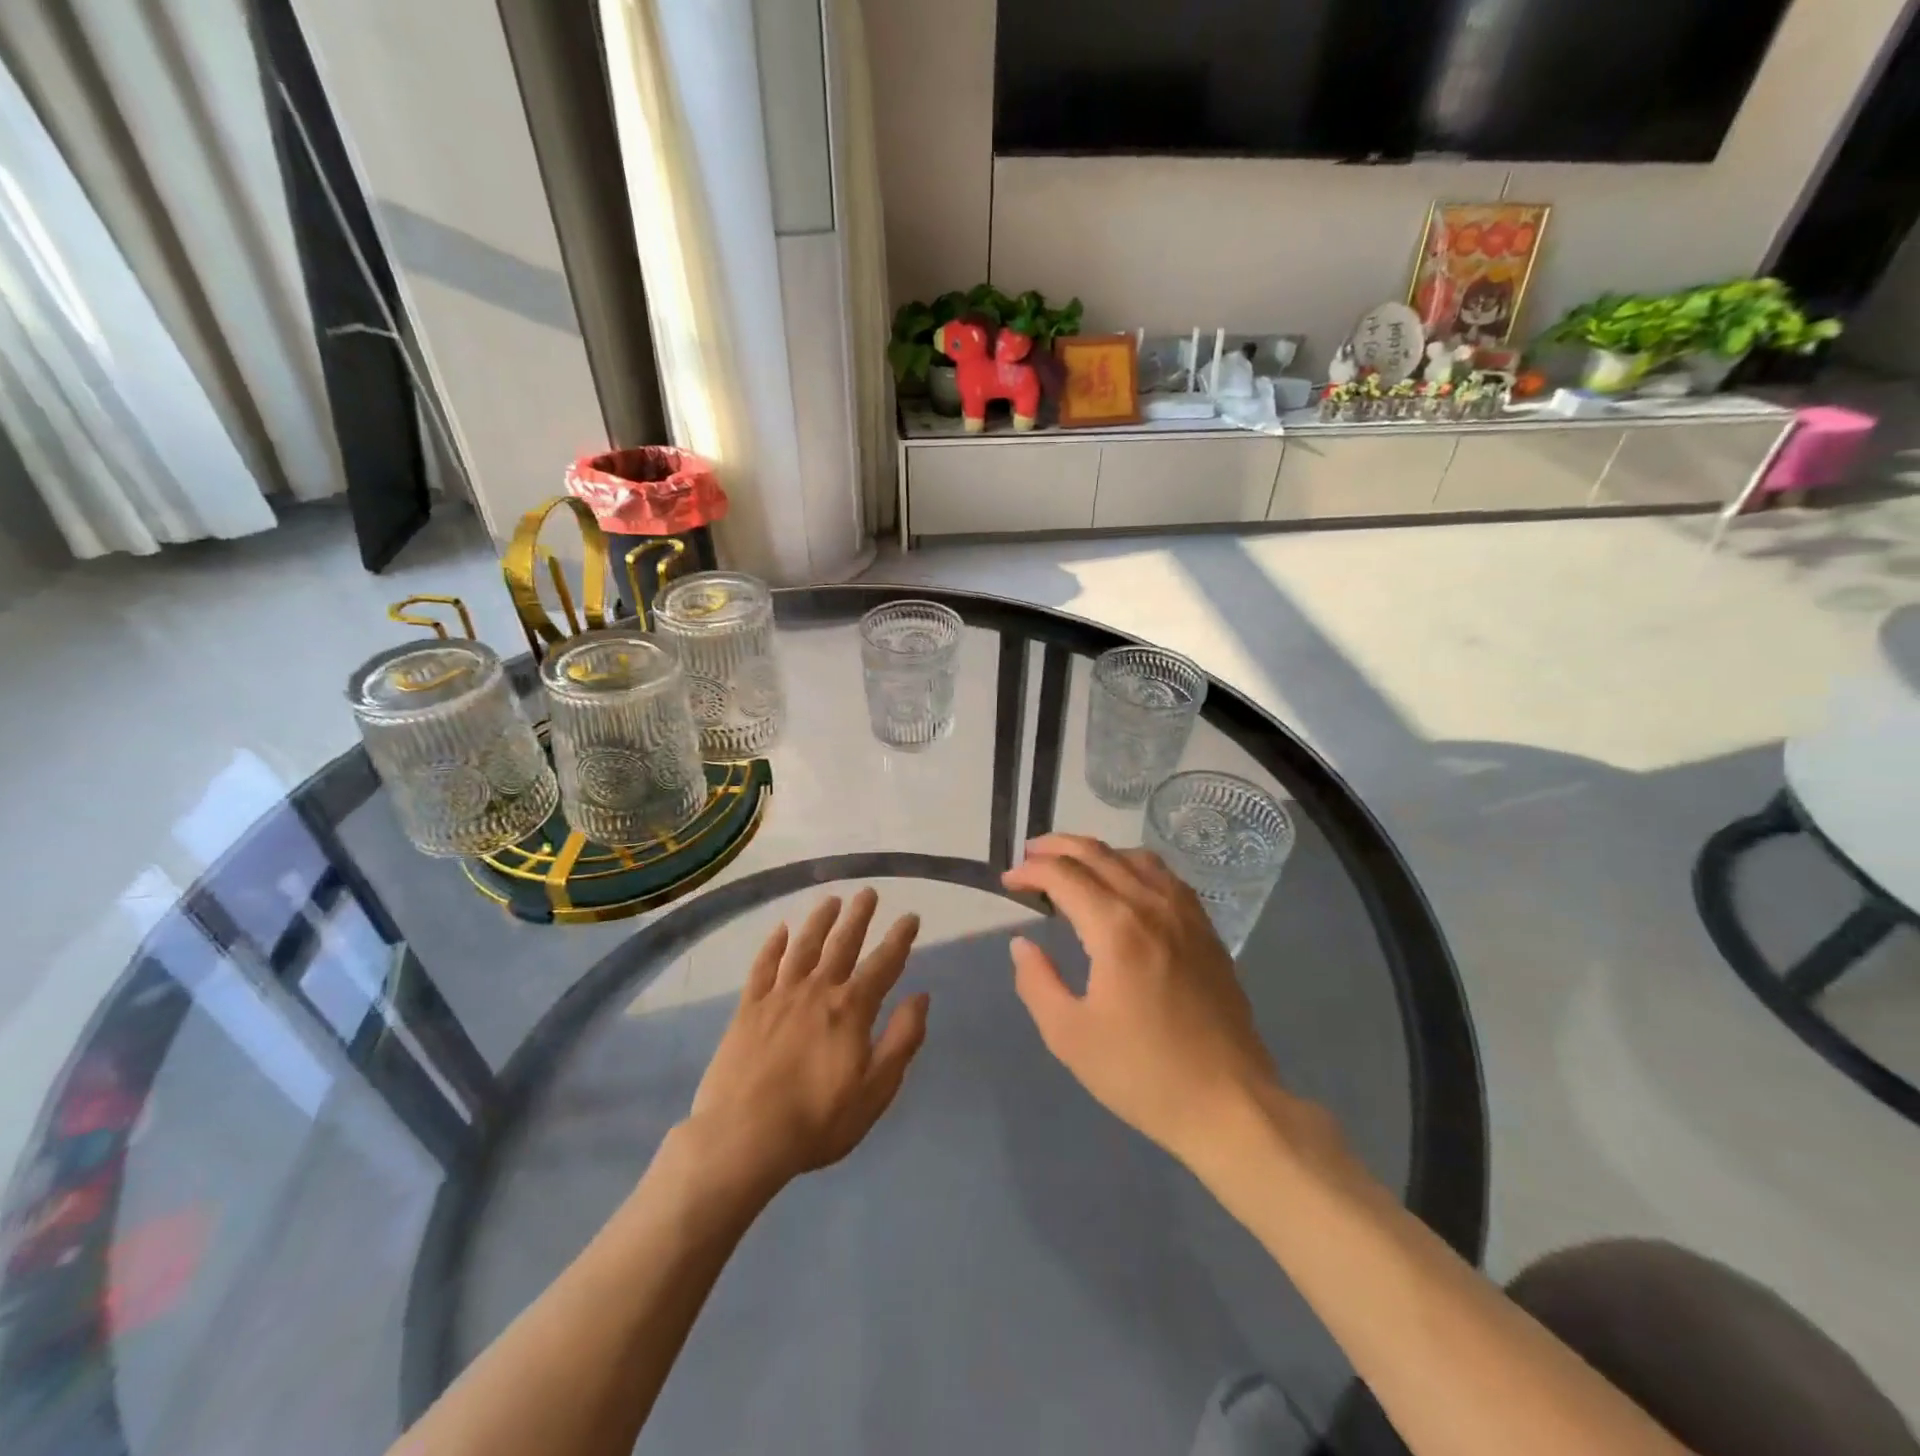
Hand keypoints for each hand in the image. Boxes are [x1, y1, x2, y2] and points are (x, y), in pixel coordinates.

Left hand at [689, 889, 928, 1189]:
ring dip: (819, 921)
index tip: (911, 916)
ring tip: (830, 900)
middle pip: (842, 944)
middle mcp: (817, 991)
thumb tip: (921, 996)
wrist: (743, 1137)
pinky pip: (762, 967)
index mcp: (852, 1009)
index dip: (900, 939)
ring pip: (803, 947)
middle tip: (868, 892)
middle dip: (859, 916)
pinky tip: (779, 930)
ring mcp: (779, 996)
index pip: (884, 964)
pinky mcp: (748, 1009)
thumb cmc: (818, 1120)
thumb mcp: (876, 1089)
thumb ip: (902, 1039)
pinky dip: (772, 946)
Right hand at [1002, 834, 1281, 1167]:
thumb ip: (1036, 982)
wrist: (1228, 1102)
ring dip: (1097, 852)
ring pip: (1135, 857)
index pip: (1065, 875)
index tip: (1008, 881)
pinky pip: (1165, 876)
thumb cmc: (1142, 1073)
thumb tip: (1023, 944)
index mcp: (1116, 928)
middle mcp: (1152, 906)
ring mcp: (1186, 914)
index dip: (1031, 871)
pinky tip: (1125, 885)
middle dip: (1058, 847)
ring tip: (1072, 864)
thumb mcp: (1069, 1036)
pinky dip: (1133, 865)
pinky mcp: (1206, 930)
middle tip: (1030, 855)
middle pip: (1099, 854)